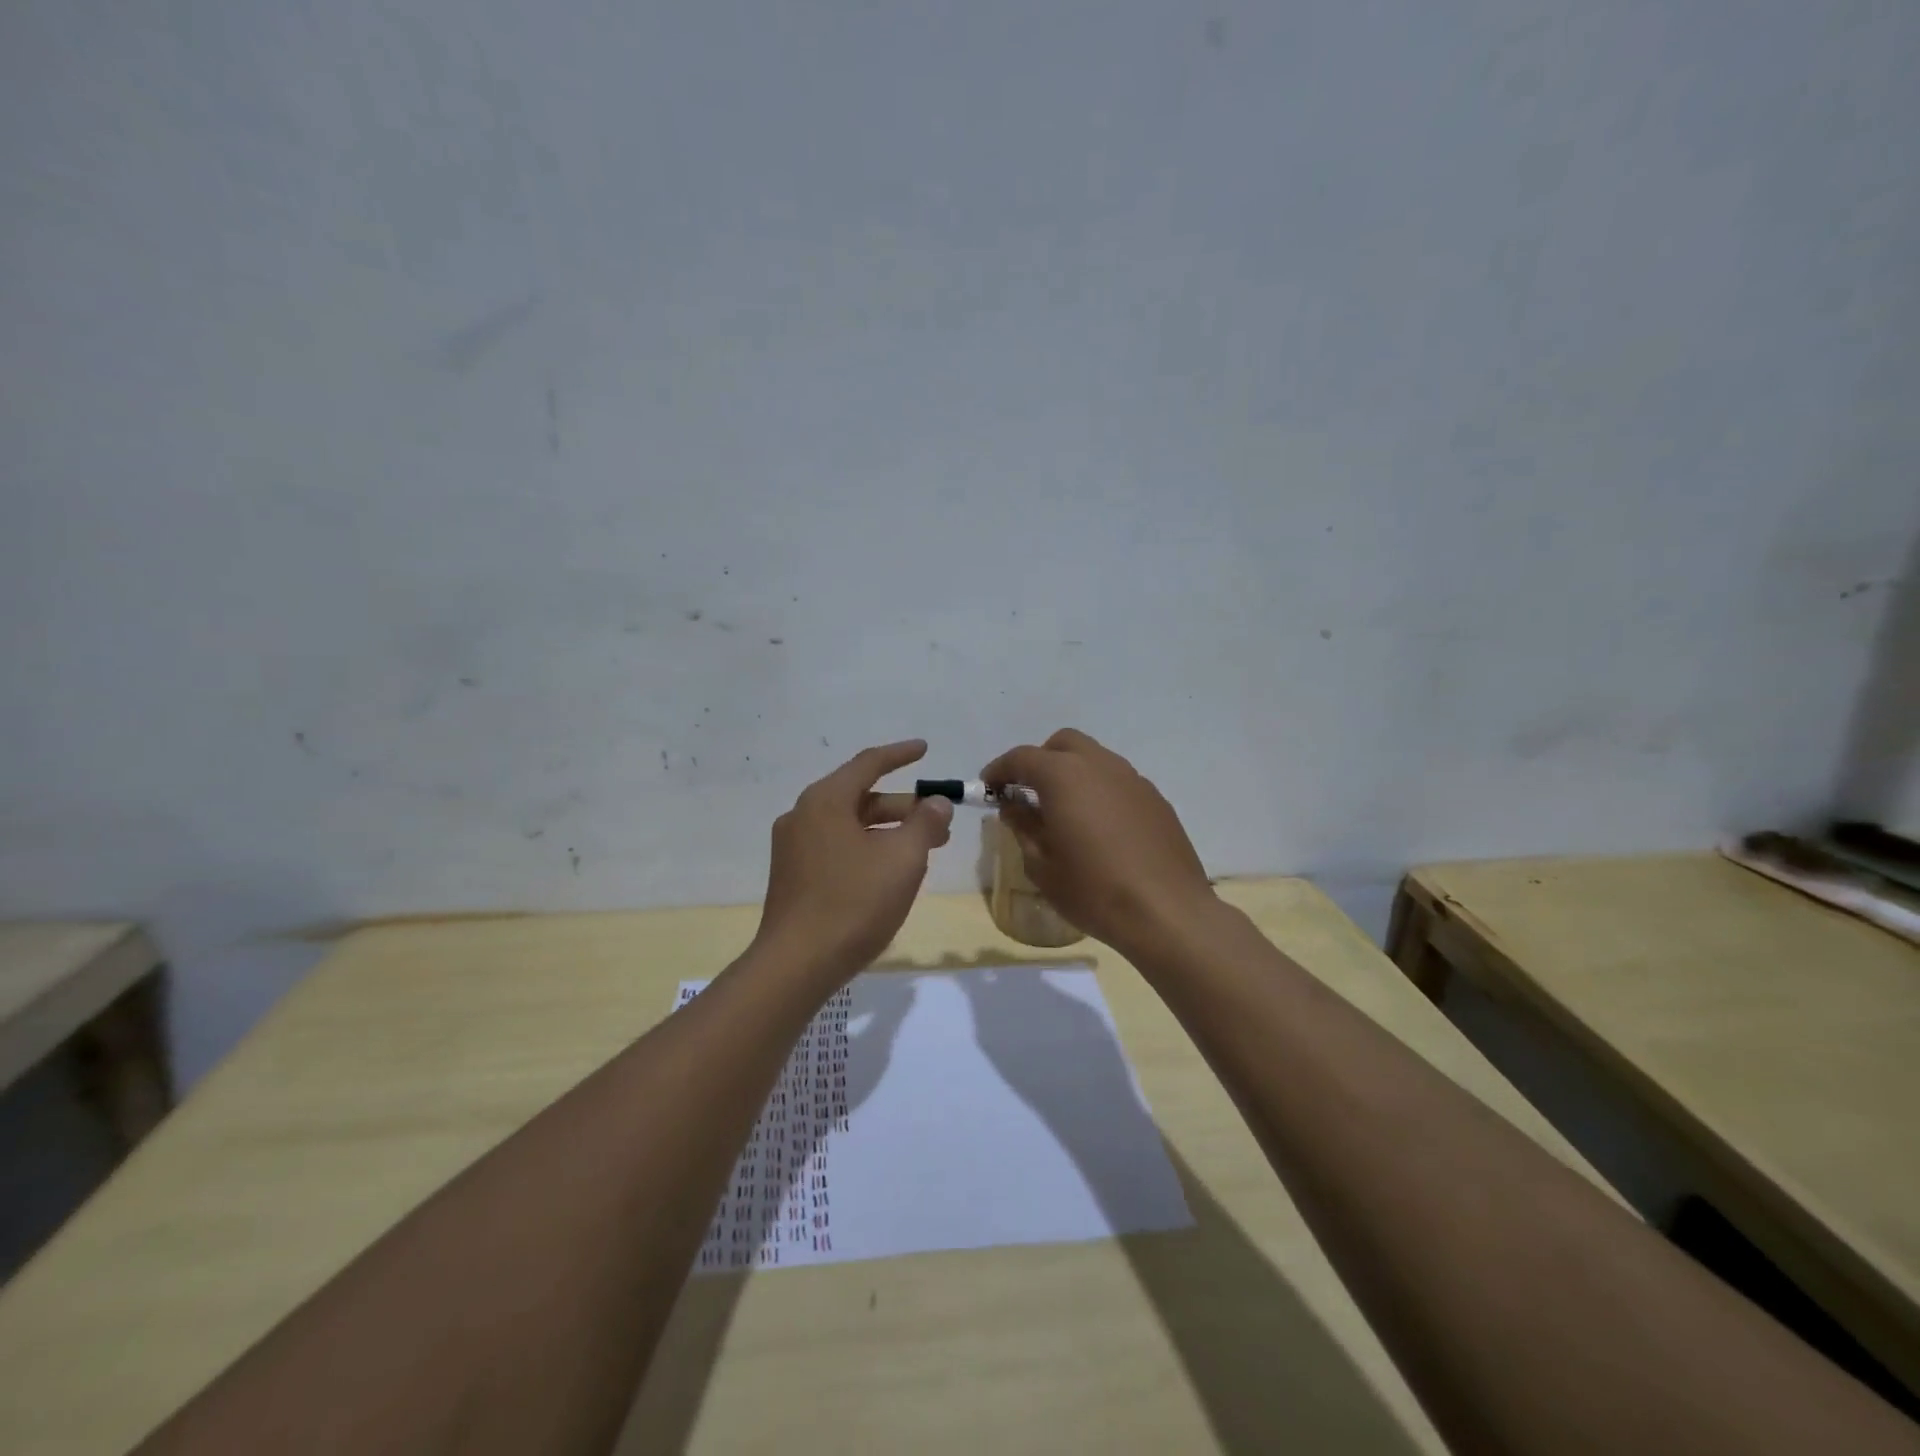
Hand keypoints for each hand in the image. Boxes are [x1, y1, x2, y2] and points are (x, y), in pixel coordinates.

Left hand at [756, 739, 953, 976]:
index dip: (900, 754)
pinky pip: (837, 847)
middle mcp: (803, 815)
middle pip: (861, 797)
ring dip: (889, 831)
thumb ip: (925, 823)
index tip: (925, 749)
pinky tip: (890, 872)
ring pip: (850, 826)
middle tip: (939, 822)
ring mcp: (794, 847)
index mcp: (825, 800)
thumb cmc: (854, 903)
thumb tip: (937, 803)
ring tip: (924, 851)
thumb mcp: (902, 859)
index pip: (869, 764)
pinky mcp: (793, 876)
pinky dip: (868, 848)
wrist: (797, 965)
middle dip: (904, 807)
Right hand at [981, 728, 1215, 956]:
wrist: (1167, 913)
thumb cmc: (1093, 890)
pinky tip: (1099, 829)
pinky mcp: (1156, 799)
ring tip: (1064, 813)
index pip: (1022, 758)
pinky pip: (1118, 782)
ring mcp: (1133, 780)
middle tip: (1028, 794)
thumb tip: (1014, 806)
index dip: (1000, 770)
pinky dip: (1099, 791)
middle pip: (1063, 744)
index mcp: (1065, 777)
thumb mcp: (1042, 866)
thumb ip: (1023, 827)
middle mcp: (1100, 766)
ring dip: (1072, 774)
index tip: (988, 789)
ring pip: (1094, 759)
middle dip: (1040, 761)